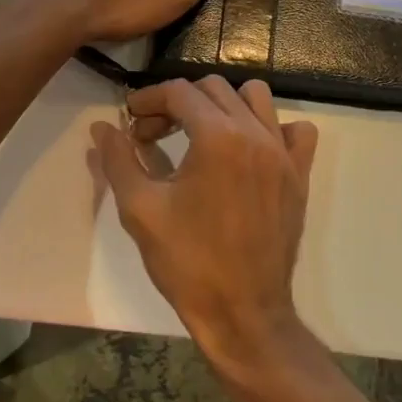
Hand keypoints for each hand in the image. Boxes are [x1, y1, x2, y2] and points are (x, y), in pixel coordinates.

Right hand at [91, 76, 318, 383]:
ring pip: (255, 98)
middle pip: (213, 89)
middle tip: (153, 136)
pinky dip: (272, 128)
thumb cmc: (187, 262)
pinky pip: (296, 131)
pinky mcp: (299, 175)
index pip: (179, 93)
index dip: (147, 100)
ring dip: (223, 105)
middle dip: (177, 103)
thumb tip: (102, 127)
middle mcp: (255, 133)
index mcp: (218, 137)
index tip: (129, 120)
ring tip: (200, 134)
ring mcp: (284, 153)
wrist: (243, 312)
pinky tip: (249, 150)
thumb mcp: (140, 209)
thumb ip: (119, 159)